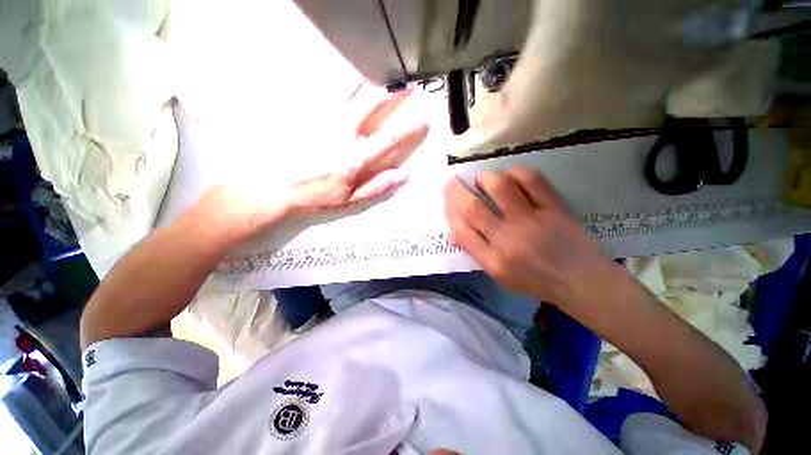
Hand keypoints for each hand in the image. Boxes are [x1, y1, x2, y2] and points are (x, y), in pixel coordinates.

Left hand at [202, 85, 429, 241]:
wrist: (273, 188)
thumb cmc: (316, 197)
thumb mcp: (350, 200)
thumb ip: (377, 187)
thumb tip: (403, 176)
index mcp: (354, 159)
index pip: (389, 138)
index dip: (409, 126)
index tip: (424, 115)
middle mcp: (342, 134)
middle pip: (370, 103)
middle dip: (393, 92)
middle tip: (408, 84)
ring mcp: (324, 121)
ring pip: (351, 92)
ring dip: (372, 82)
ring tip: (386, 77)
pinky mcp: (310, 115)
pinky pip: (332, 95)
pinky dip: (348, 86)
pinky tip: (355, 83)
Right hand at [443, 167, 613, 305]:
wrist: (581, 281)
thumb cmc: (535, 280)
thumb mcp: (499, 275)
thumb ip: (475, 252)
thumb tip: (453, 232)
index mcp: (494, 261)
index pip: (461, 231)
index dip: (449, 212)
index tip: (447, 201)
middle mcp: (509, 239)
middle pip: (473, 208)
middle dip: (455, 191)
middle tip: (451, 181)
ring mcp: (533, 221)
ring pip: (501, 188)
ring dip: (485, 178)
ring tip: (482, 179)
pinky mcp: (554, 208)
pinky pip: (532, 180)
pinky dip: (516, 173)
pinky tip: (510, 177)